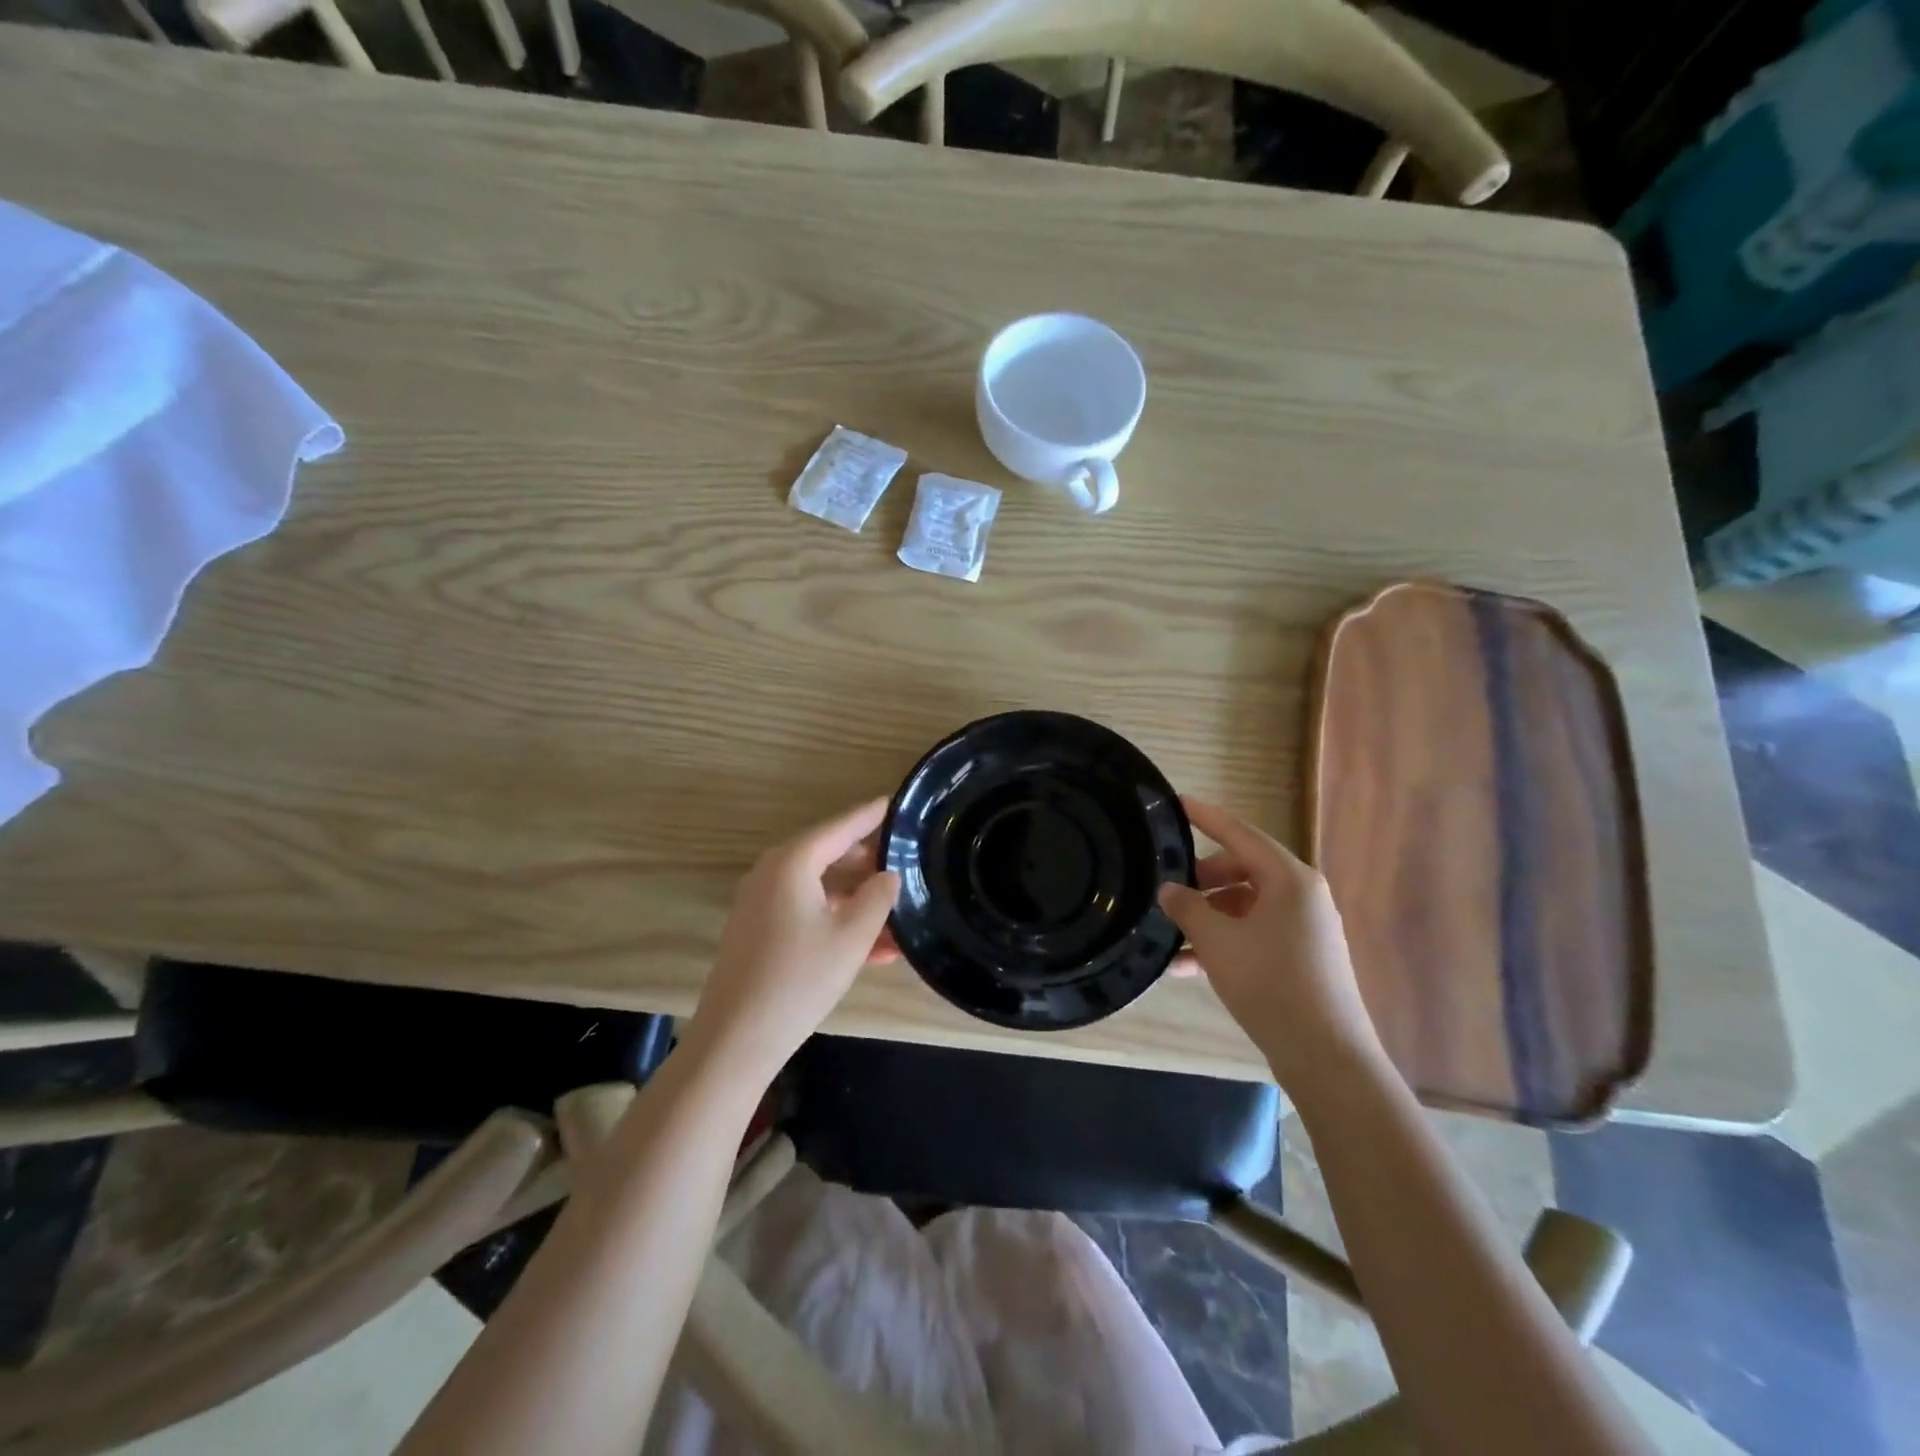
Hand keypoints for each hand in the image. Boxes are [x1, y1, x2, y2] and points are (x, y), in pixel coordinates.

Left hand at [682, 798, 900, 1081]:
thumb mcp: (851, 936)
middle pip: (828, 854)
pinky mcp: (759, 931)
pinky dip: (837, 921)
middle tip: (905, 860)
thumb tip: (888, 875)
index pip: (840, 826)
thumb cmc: (799, 979)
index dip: (871, 816)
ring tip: (898, 911)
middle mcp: (772, 873)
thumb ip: (877, 897)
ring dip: (857, 900)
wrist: (736, 1039)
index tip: (897, 803)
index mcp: (792, 862)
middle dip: (868, 860)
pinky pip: (807, 912)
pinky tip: (874, 948)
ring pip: (820, 888)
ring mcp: (762, 903)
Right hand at [1158, 798, 1381, 1079]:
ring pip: (1245, 906)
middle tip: (1168, 890)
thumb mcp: (1217, 941)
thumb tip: (1169, 890)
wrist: (1324, 1055)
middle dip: (1202, 880)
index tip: (1176, 802)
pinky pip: (1255, 933)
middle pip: (1242, 870)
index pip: (1239, 833)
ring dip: (1208, 918)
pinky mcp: (1302, 956)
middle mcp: (1302, 895)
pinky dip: (1225, 941)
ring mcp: (1305, 927)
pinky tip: (1189, 967)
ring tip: (1172, 939)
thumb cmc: (1269, 984)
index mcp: (1289, 878)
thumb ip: (1187, 907)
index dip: (1205, 816)